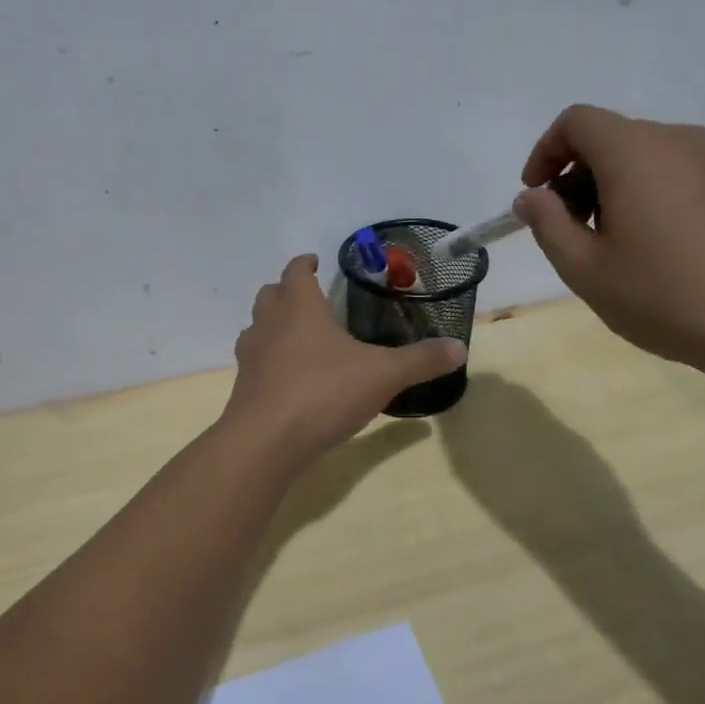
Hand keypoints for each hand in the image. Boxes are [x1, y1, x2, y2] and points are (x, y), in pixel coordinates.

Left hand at [222, 255, 464, 462]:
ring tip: (298, 337)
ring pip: (257, 327)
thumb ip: (420, 360)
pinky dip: (269, 360)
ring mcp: (251, 356)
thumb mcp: (383, 375)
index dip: (304, 264)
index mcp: (300, 308)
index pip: (296, 272)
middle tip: (309, 298)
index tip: (314, 261)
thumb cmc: (324, 392)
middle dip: (286, 291)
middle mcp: (269, 324)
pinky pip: (255, 362)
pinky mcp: (244, 387)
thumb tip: (460, 347)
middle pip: (270, 294)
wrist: (266, 441)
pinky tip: (290, 378)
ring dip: (273, 325)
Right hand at [513, 105, 704, 375]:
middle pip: (609, 138)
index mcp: (635, 151)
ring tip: (609, 245)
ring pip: (642, 156)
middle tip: (567, 230)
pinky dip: (646, 195)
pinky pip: (675, 174)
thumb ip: (547, 225)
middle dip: (575, 176)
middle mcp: (677, 141)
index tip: (536, 196)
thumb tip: (531, 197)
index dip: (545, 152)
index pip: (576, 121)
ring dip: (609, 188)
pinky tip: (652, 249)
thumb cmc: (670, 295)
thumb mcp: (587, 269)